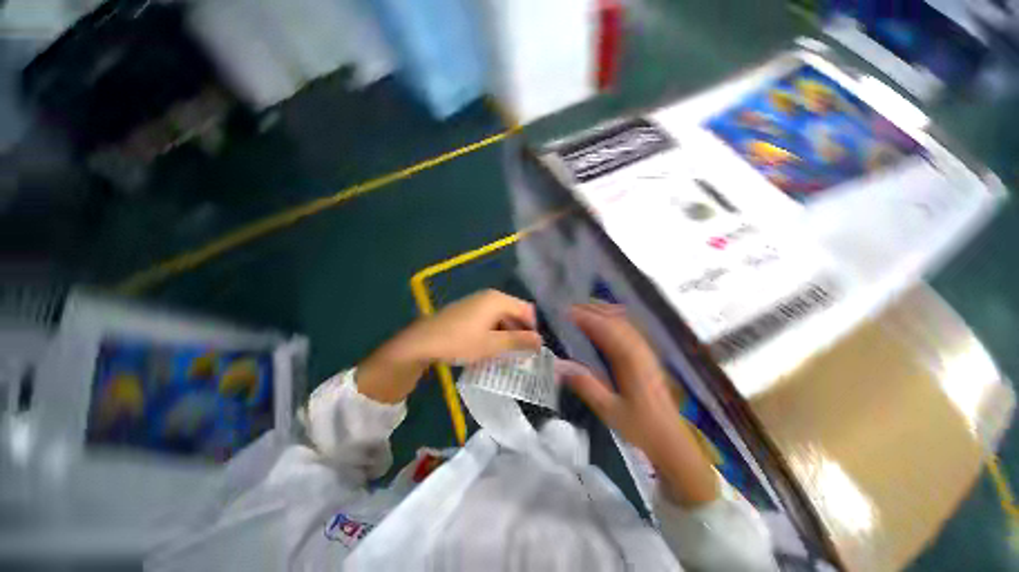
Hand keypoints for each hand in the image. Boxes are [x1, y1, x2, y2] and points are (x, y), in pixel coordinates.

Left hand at [357, 290, 541, 403]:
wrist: (422, 341)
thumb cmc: (459, 341)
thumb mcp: (492, 345)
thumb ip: (518, 341)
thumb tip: (540, 341)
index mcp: (498, 300)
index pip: (527, 310)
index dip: (533, 328)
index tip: (533, 348)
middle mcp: (489, 296)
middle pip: (514, 312)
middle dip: (520, 332)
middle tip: (521, 354)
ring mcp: (477, 302)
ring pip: (502, 317)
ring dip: (507, 333)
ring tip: (506, 354)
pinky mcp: (468, 310)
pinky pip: (490, 318)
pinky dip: (495, 331)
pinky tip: (490, 347)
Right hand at [564, 303, 718, 506]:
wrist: (671, 441)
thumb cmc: (640, 427)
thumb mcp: (609, 410)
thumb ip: (585, 385)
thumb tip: (559, 365)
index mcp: (629, 360)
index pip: (605, 328)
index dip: (585, 316)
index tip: (566, 312)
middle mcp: (639, 349)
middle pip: (615, 319)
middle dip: (592, 310)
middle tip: (570, 308)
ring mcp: (645, 351)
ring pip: (623, 321)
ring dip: (602, 312)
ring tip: (582, 310)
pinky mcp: (647, 356)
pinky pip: (629, 329)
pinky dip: (613, 319)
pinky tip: (605, 322)